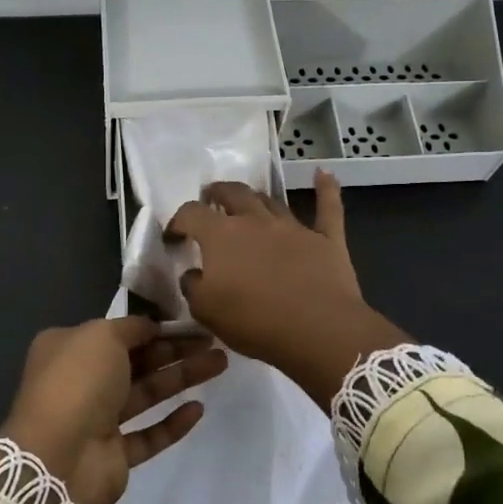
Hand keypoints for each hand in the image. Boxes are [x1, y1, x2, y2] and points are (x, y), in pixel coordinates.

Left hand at [1, 317, 227, 503]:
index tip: (188, 322)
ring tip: (220, 364)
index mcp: (68, 349)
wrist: (59, 457)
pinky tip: (198, 409)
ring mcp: (96, 420)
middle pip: (136, 361)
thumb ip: (131, 327)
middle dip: (174, 350)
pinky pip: (148, 434)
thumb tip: (150, 326)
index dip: (153, 326)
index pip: (117, 332)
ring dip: (181, 378)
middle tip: (213, 341)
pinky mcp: (113, 454)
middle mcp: (80, 381)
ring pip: (145, 394)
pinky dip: (172, 422)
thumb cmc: (78, 382)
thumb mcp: (102, 335)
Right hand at [167, 171, 406, 408]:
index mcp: (221, 235)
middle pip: (233, 193)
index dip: (179, 221)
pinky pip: (328, 207)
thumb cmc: (254, 321)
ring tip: (248, 199)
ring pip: (271, 201)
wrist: (317, 329)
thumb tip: (193, 273)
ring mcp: (293, 227)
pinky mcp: (326, 239)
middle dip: (218, 193)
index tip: (175, 235)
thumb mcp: (206, 311)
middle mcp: (256, 221)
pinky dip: (326, 189)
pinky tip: (324, 174)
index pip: (192, 214)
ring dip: (256, 197)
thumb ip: (193, 287)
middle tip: (211, 198)